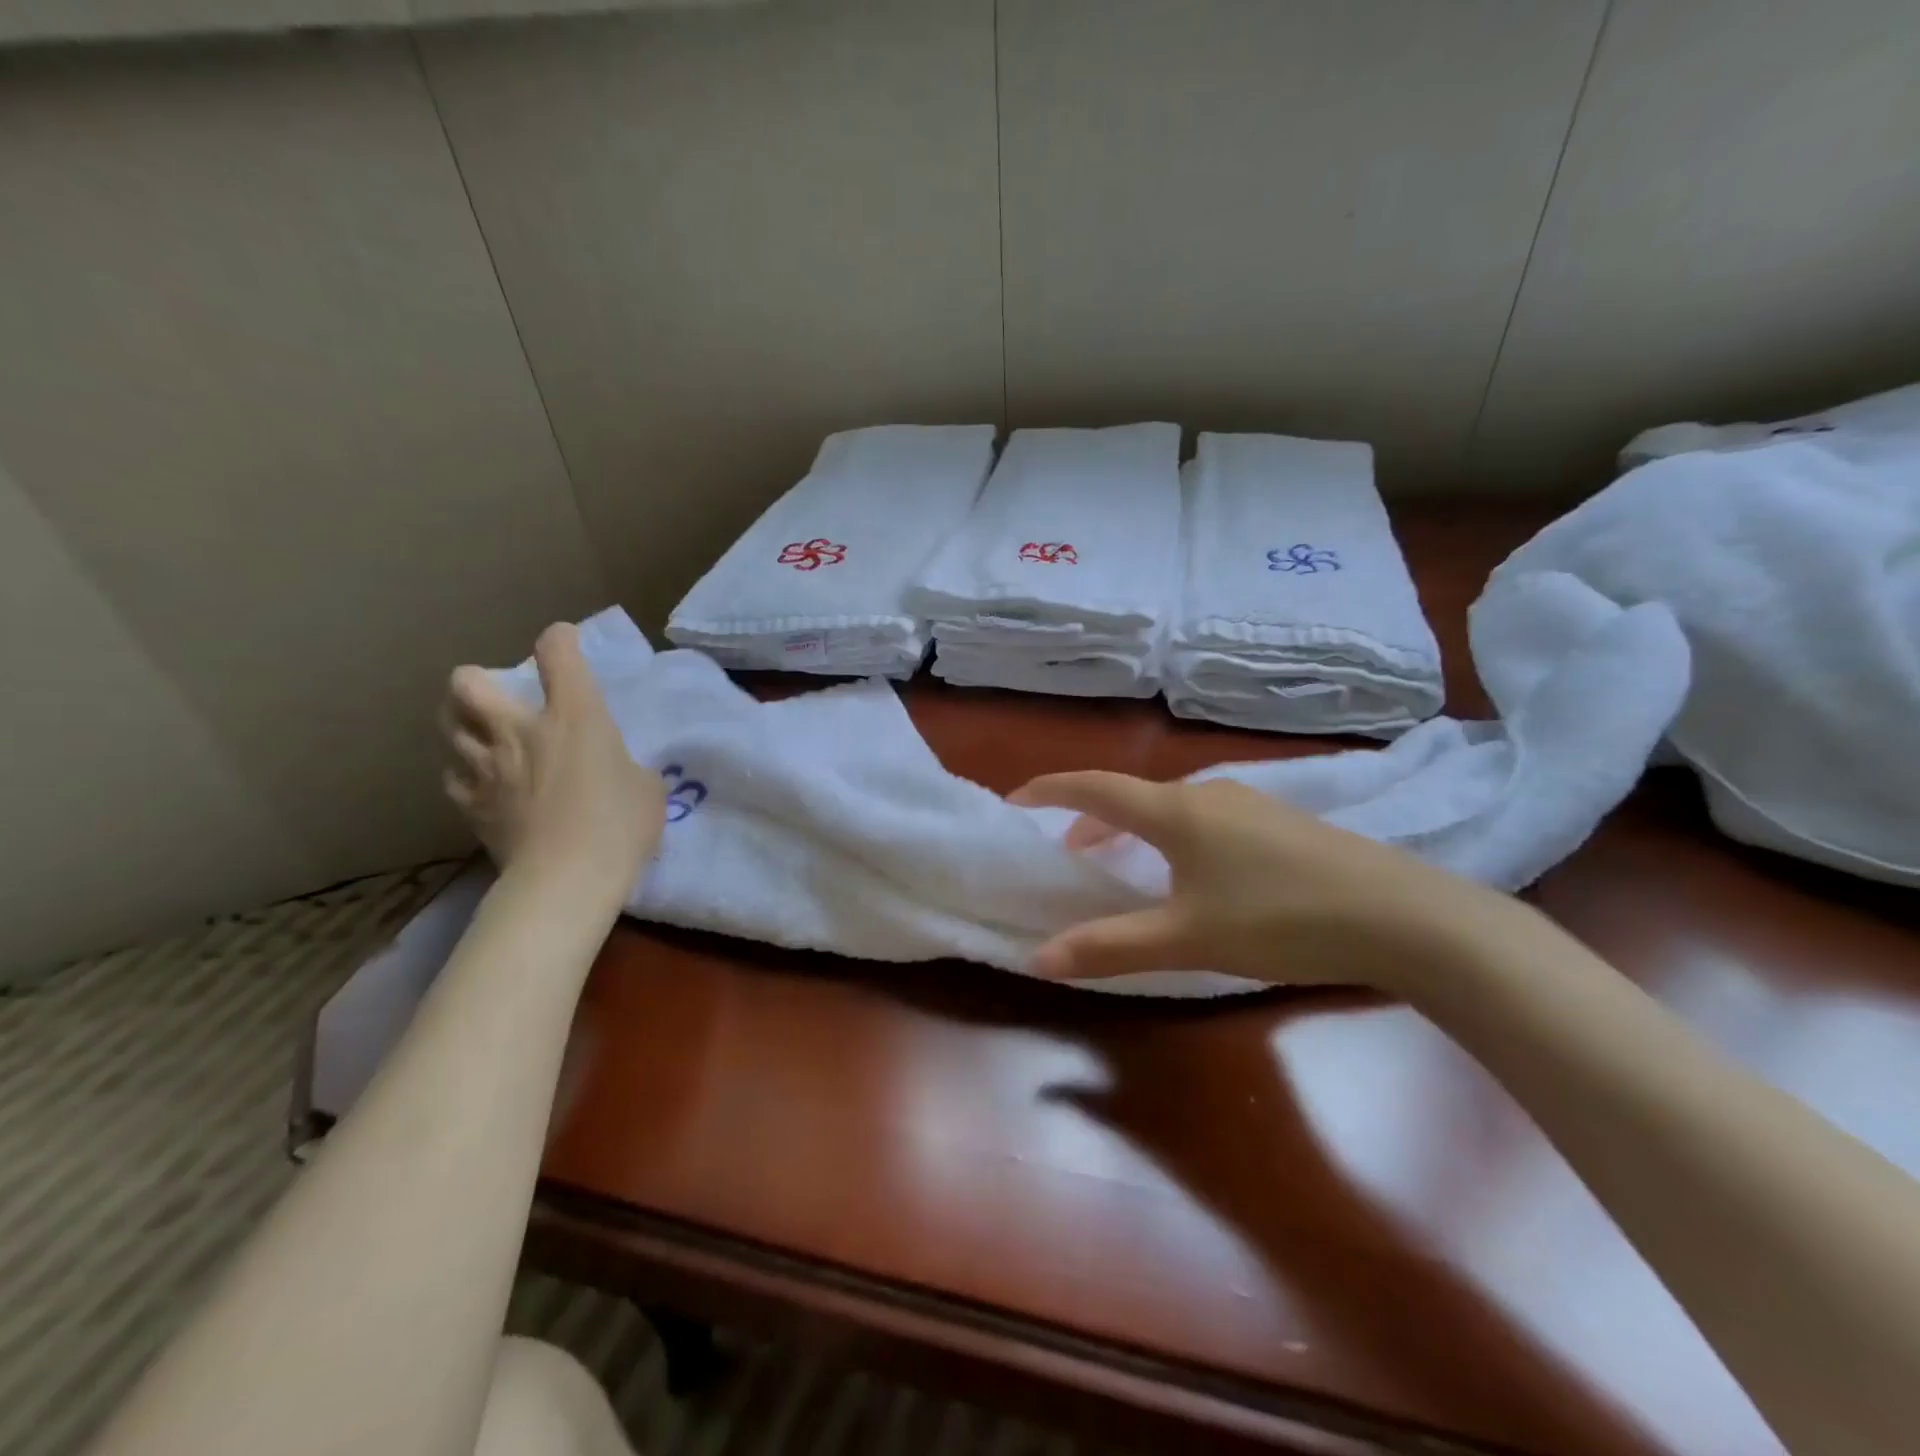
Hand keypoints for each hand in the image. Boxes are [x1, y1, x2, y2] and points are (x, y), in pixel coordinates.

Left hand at [442, 624, 664, 903]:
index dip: (560, 640)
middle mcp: (519, 729)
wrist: (567, 878)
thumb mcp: (646, 787)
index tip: (564, 643)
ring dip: (465, 724)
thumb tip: (612, 769)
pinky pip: (453, 774)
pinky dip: (465, 771)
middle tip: (499, 696)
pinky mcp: (470, 803)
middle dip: (478, 680)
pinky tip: (483, 782)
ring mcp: (486, 766)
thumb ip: (625, 764)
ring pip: (449, 725)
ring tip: (485, 737)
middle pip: (469, 682)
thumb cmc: (620, 824)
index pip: (557, 654)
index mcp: (574, 715)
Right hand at [1009, 771, 1522, 990]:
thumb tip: (1040, 958)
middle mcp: (1207, 794)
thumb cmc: (1281, 919)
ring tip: (1121, 862)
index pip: (1095, 788)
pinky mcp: (1280, 823)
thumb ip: (1111, 946)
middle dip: (1090, 819)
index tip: (1015, 799)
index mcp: (1175, 811)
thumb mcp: (1188, 939)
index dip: (1050, 790)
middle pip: (1131, 796)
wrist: (1404, 916)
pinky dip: (1171, 836)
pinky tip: (1192, 873)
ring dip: (1133, 829)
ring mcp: (1249, 804)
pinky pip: (1203, 819)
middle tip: (1066, 850)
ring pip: (1170, 808)